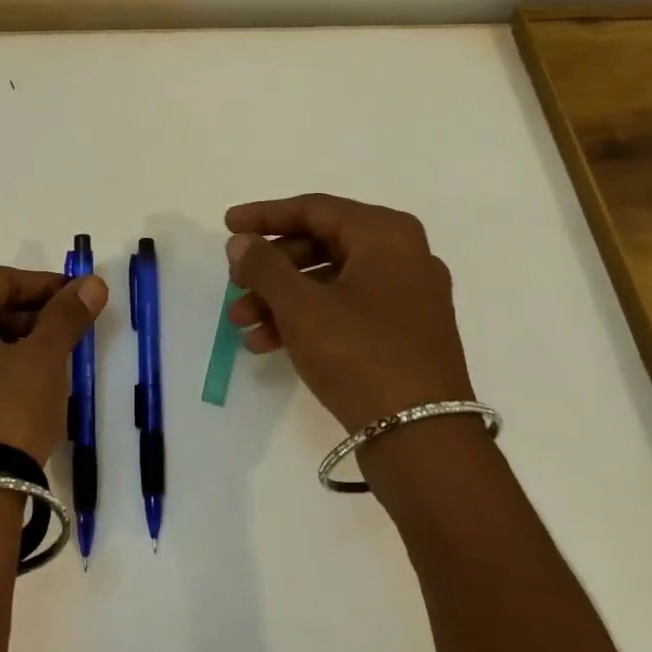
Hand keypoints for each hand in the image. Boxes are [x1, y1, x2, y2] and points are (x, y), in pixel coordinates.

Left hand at [0, 266, 107, 471]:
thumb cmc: (6, 411)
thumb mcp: (45, 358)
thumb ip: (66, 314)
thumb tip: (92, 282)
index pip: (1, 281)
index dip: (45, 287)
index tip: (77, 300)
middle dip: (22, 316)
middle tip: (60, 334)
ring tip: (37, 365)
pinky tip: (2, 393)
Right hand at [225, 193, 472, 433]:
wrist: (423, 442)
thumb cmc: (361, 355)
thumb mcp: (302, 306)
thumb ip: (265, 266)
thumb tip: (241, 242)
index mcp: (386, 235)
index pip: (314, 209)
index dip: (265, 216)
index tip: (227, 226)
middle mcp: (402, 257)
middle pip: (320, 245)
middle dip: (270, 268)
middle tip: (233, 283)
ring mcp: (405, 298)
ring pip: (328, 282)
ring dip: (280, 299)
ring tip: (240, 324)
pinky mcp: (402, 335)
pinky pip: (344, 310)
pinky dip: (305, 320)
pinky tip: (265, 343)